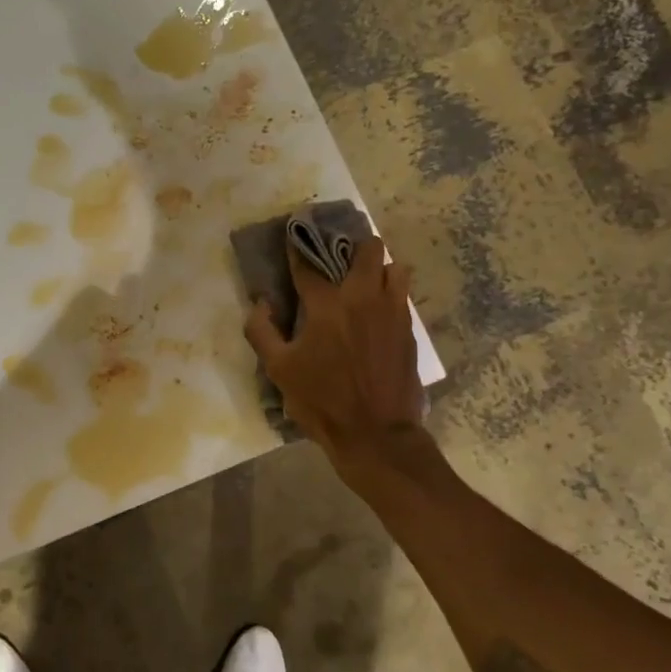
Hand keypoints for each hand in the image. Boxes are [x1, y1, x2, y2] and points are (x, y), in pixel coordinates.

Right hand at [243, 235, 425, 470]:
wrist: (376, 435)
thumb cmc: (322, 401)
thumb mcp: (279, 370)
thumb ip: (261, 331)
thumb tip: (261, 304)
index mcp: (327, 305)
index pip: (309, 264)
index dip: (298, 249)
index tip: (293, 237)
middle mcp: (363, 298)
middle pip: (367, 250)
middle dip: (353, 246)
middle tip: (339, 256)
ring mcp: (393, 312)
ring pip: (395, 267)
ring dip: (379, 267)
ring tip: (364, 280)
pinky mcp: (409, 330)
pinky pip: (403, 296)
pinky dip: (391, 292)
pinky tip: (378, 308)